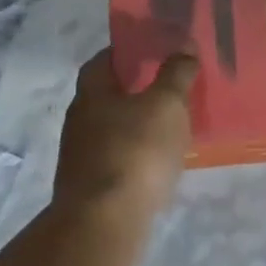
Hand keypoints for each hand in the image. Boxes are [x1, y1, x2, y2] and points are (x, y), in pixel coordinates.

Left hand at [53, 49, 197, 219]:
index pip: (104, 60)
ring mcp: (82, 155)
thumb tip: (184, 45)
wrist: (105, 221)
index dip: (127, 51)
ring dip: (138, 122)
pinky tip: (159, 159)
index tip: (154, 48)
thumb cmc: (136, 151)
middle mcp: (80, 119)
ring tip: (172, 123)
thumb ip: (176, 74)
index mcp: (92, 93)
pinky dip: (138, 151)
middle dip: (136, 88)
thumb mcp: (166, 105)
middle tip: (170, 84)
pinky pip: (119, 156)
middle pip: (108, 94)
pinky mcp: (91, 185)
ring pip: (114, 127)